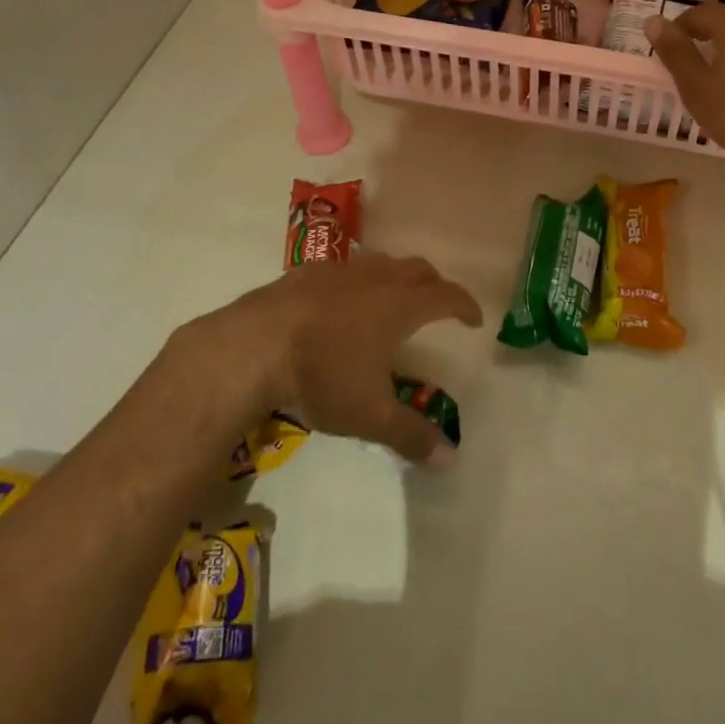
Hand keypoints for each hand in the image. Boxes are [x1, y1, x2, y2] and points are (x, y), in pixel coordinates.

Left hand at [219, 254, 481, 464]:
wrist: (251, 347)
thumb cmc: (321, 376)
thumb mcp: (369, 415)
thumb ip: (411, 435)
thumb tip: (451, 460)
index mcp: (399, 306)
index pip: (446, 295)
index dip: (465, 305)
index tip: (473, 319)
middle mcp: (374, 279)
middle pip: (417, 270)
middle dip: (434, 285)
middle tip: (437, 305)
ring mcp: (338, 271)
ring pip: (380, 263)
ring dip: (396, 277)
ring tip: (392, 298)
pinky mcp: (305, 272)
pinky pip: (343, 268)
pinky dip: (355, 280)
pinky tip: (339, 301)